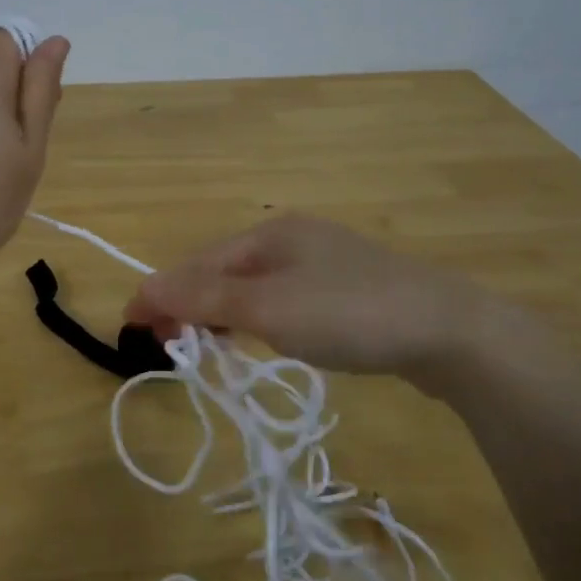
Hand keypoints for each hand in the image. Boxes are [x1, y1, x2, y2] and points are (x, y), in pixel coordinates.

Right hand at [124, 213, 523, 390]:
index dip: (160, 294)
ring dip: (220, 314)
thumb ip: (203, 298)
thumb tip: (145, 288)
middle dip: (189, 305)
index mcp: (270, 233)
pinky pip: (282, 300)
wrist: (451, 332)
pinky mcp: (348, 291)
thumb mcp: (267, 307)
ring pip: (253, 287)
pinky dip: (256, 319)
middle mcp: (293, 239)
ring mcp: (325, 263)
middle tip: (166, 346)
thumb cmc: (348, 314)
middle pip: (223, 271)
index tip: (129, 329)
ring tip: (201, 346)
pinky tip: (258, 336)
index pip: (198, 263)